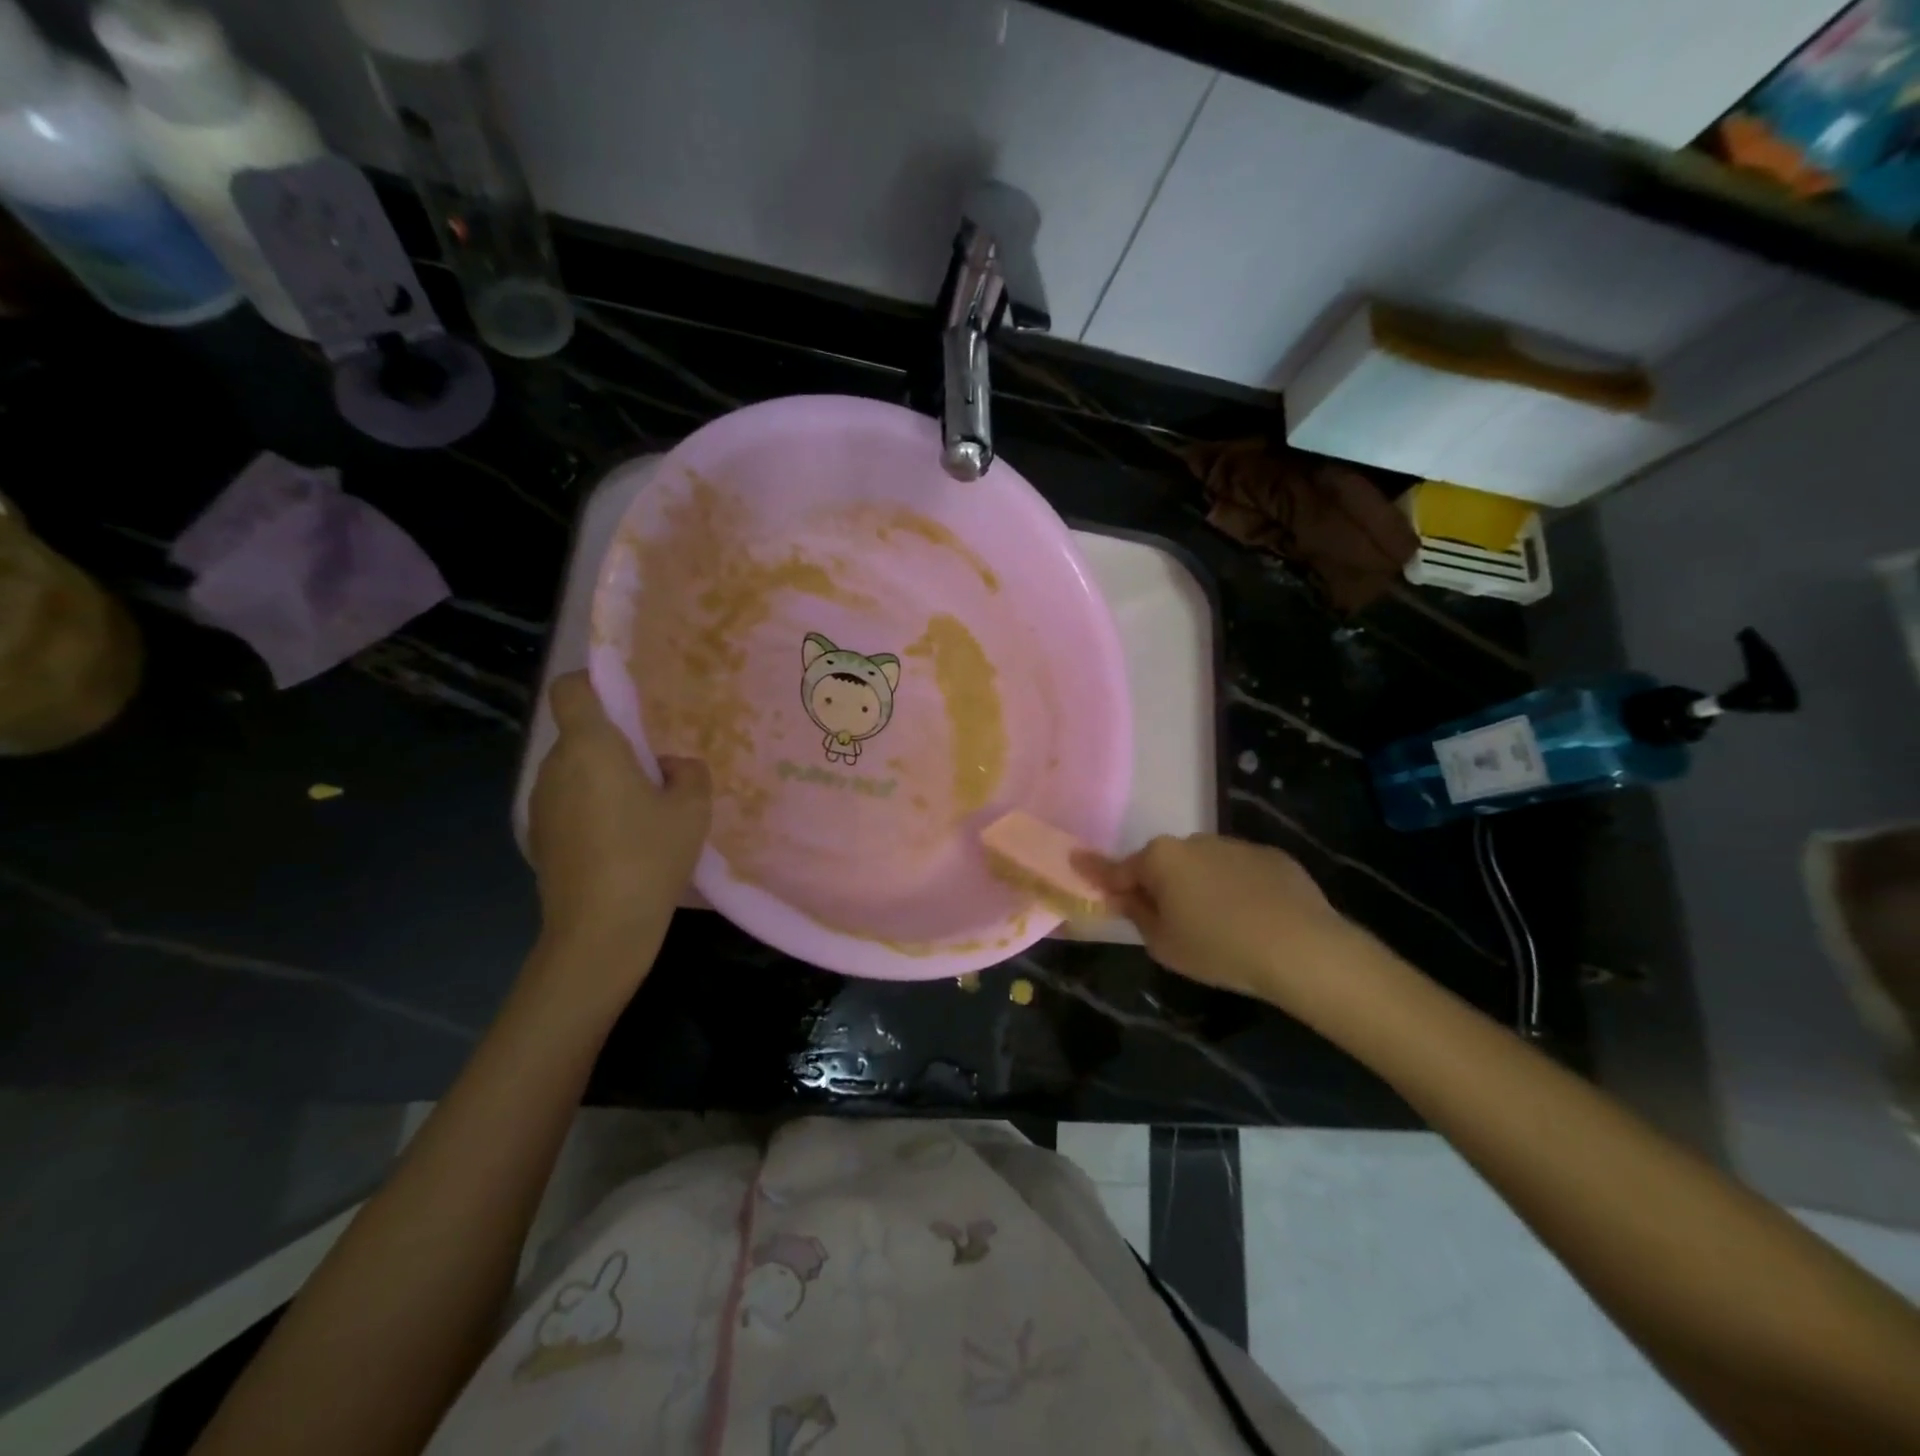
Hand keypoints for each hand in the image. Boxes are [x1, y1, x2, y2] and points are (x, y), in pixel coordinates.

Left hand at [529, 672, 710, 951]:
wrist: (600, 930)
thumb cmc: (649, 857)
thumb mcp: (692, 810)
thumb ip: (689, 773)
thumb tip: (670, 766)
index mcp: (590, 747)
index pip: (571, 689)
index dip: (593, 682)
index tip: (625, 698)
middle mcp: (555, 767)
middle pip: (579, 734)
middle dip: (613, 742)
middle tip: (655, 768)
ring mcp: (541, 805)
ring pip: (574, 771)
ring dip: (603, 778)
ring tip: (642, 811)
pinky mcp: (540, 838)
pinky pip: (568, 803)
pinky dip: (591, 808)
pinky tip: (621, 842)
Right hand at [1078, 834, 1357, 1004]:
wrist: (1301, 947)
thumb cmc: (1218, 948)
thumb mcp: (1163, 943)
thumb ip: (1136, 914)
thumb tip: (1122, 896)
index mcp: (1161, 858)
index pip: (1119, 868)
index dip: (1097, 872)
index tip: (1076, 861)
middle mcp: (1193, 841)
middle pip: (1164, 864)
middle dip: (1161, 885)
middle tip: (1170, 922)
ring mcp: (1235, 844)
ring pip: (1203, 866)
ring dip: (1201, 886)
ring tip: (1222, 925)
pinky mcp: (1271, 855)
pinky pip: (1240, 871)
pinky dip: (1238, 888)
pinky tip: (1254, 918)